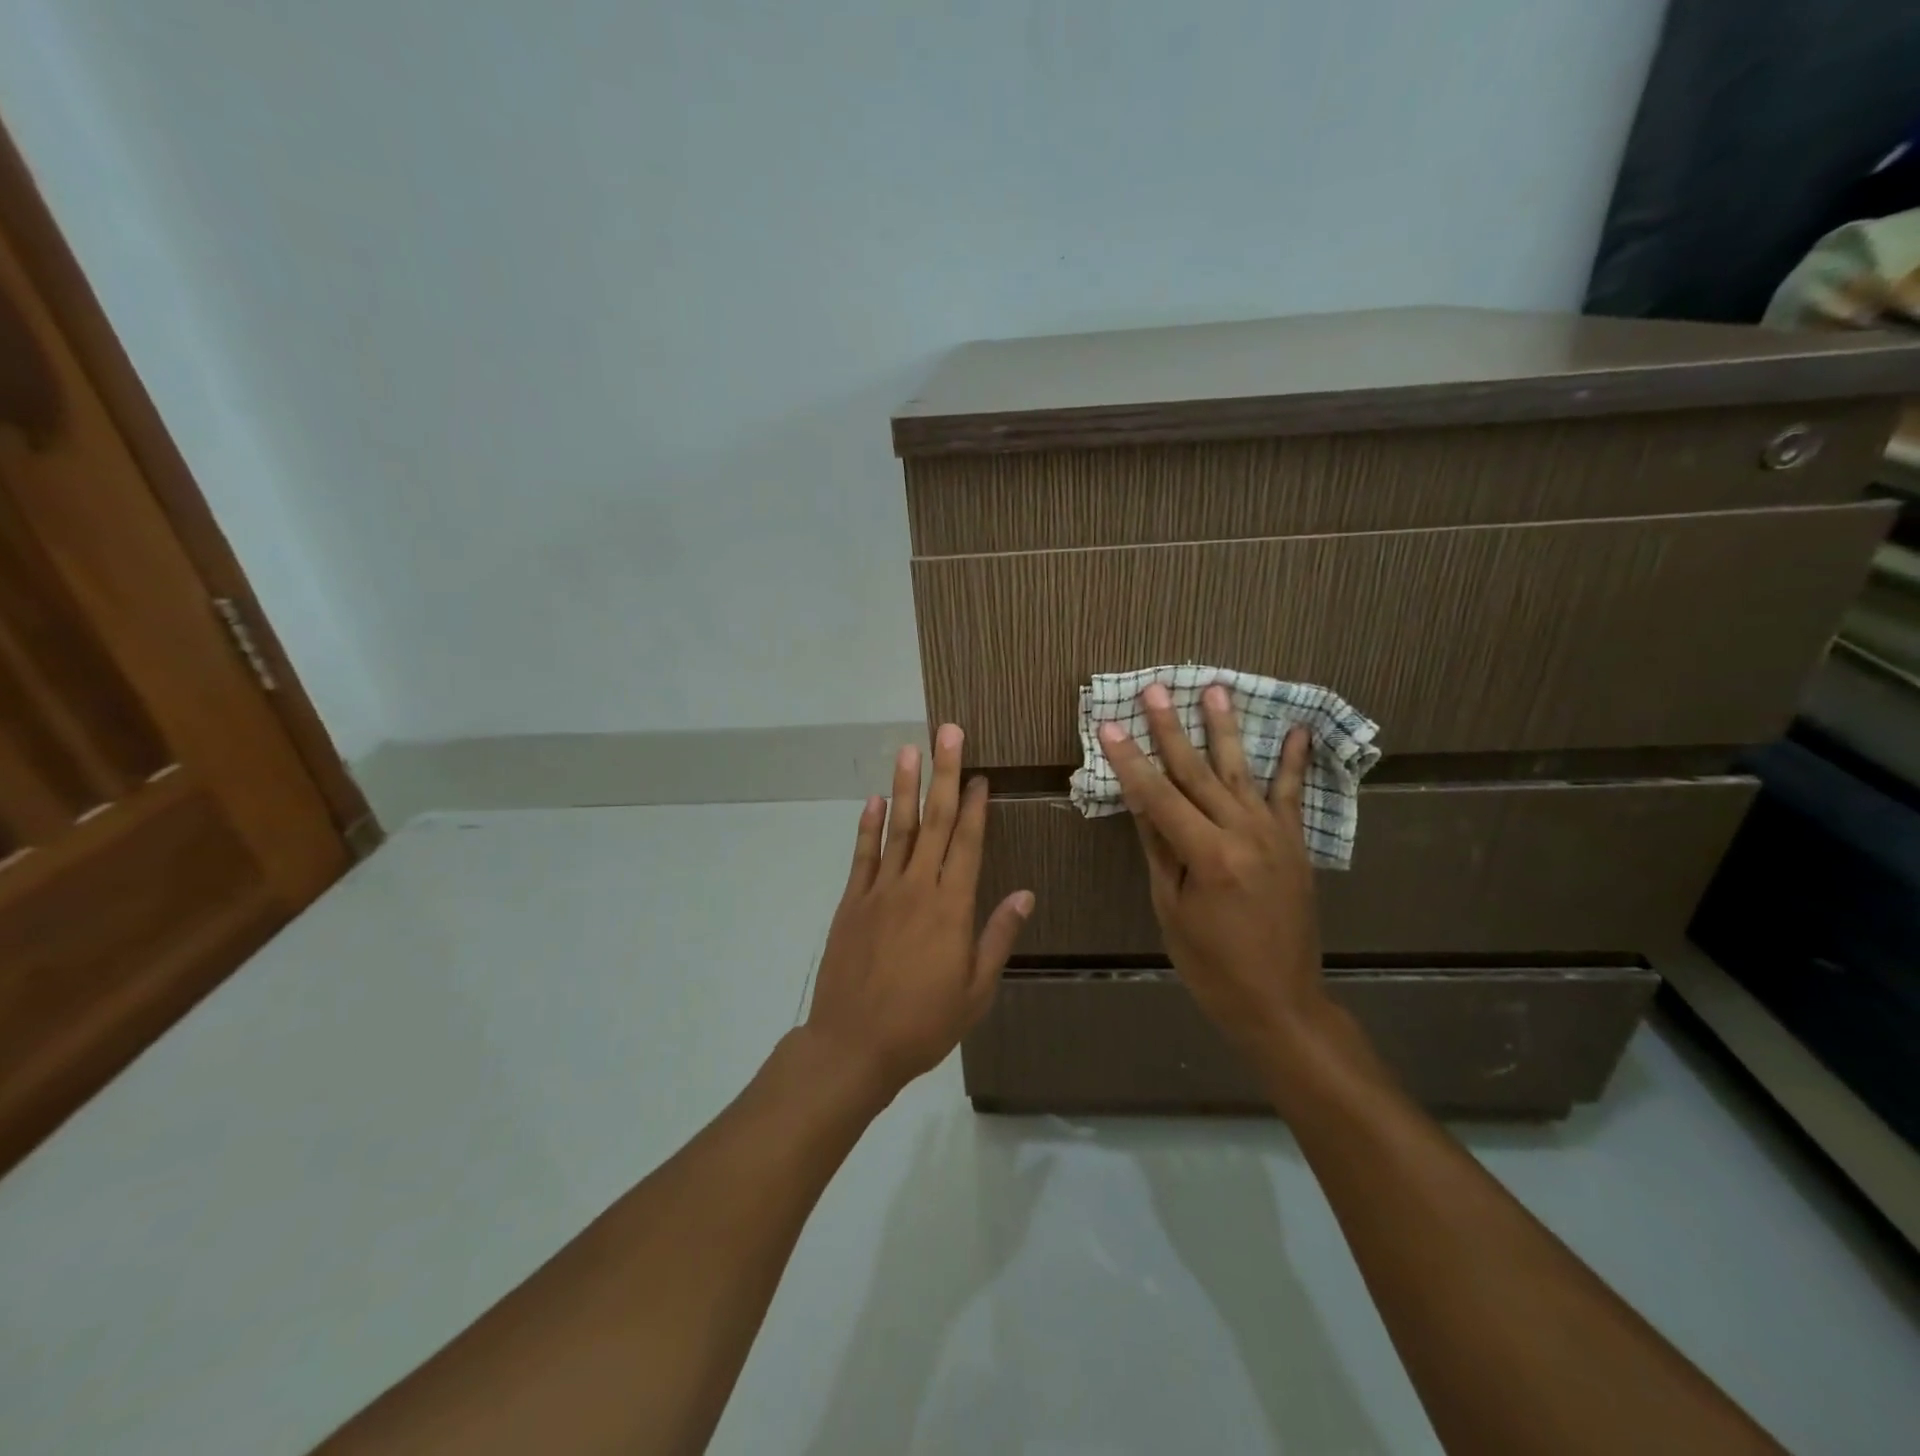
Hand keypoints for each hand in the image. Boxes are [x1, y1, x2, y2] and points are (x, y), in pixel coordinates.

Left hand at [805, 724, 1033, 1100]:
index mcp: (952, 908)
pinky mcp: (851, 902)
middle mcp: (917, 888)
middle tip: (947, 733)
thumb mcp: (976, 990)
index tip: (980, 774)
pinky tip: (873, 800)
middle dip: (943, 774)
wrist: (854, 1045)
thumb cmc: (924, 1023)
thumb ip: (998, 936)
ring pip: (897, 829)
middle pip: (935, 822)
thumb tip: (1025, 893)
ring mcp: (880, 892)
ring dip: (905, 788)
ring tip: (909, 750)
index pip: (968, 843)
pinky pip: (862, 856)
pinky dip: (868, 826)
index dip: (976, 805)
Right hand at [1097, 683, 1327, 1056]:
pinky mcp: (1294, 844)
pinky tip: (1297, 731)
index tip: (1108, 725)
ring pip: (1242, 771)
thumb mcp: (1172, 909)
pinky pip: (1291, 796)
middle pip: (1198, 772)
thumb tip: (1140, 801)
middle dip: (1170, 729)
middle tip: (1154, 690)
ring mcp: (1275, 836)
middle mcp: (1244, 834)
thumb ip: (1160, 849)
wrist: (1281, 1003)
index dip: (1130, 759)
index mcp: (1208, 855)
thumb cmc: (1212, 965)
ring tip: (1214, 690)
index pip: (1158, 795)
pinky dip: (1294, 762)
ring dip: (1225, 729)